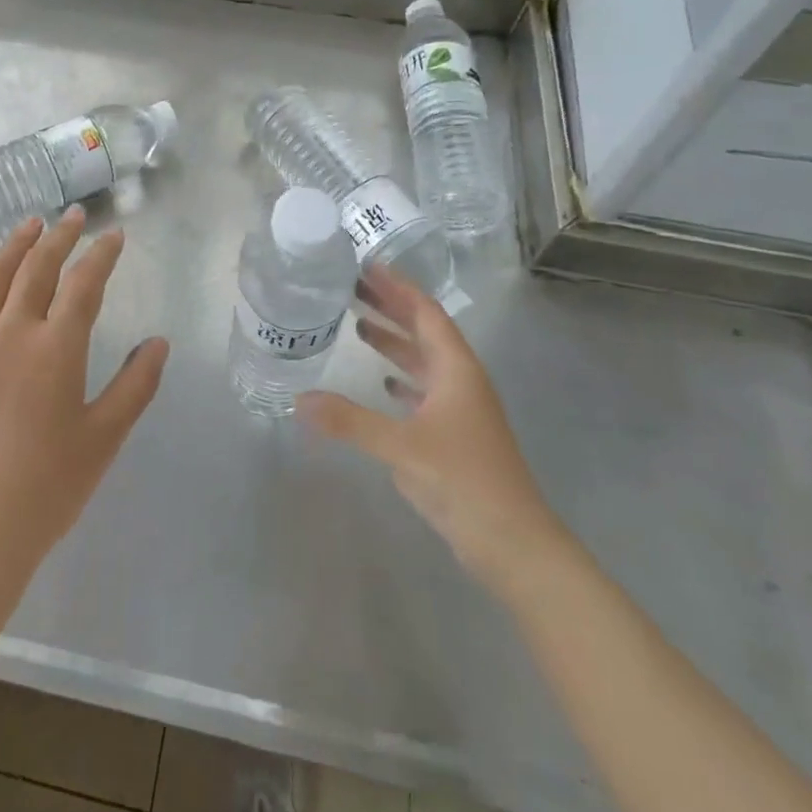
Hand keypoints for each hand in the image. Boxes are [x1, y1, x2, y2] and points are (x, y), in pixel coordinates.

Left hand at [0, 208, 169, 627]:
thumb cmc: (44, 492)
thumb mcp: (103, 440)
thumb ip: (134, 386)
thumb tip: (157, 342)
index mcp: (55, 350)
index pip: (84, 285)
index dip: (102, 255)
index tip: (114, 235)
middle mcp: (9, 334)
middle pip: (37, 271)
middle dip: (59, 238)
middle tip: (73, 217)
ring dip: (11, 248)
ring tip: (27, 226)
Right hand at [302, 264, 565, 590]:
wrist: (513, 543)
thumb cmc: (463, 481)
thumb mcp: (402, 447)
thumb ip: (349, 422)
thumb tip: (298, 400)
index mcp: (457, 370)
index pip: (426, 314)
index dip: (398, 288)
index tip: (367, 268)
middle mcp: (461, 381)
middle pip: (424, 332)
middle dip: (391, 308)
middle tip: (352, 289)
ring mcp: (460, 410)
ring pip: (424, 362)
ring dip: (394, 343)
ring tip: (358, 326)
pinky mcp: (454, 435)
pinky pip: (423, 392)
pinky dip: (401, 380)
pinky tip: (382, 383)